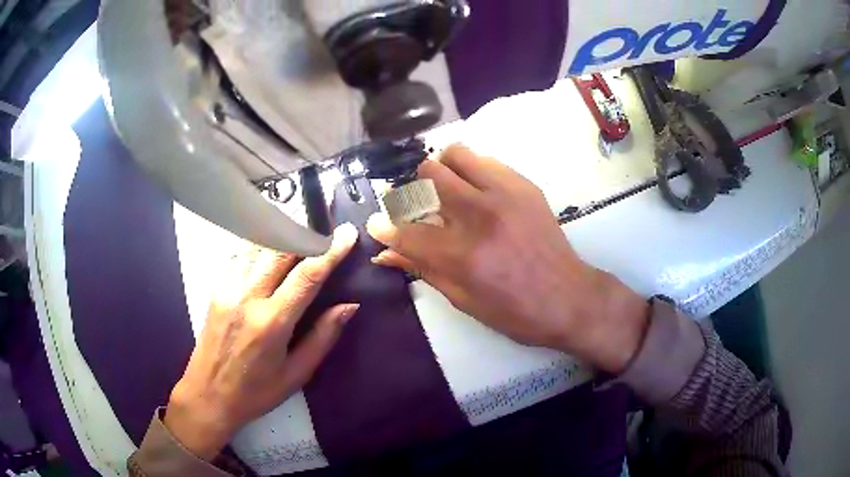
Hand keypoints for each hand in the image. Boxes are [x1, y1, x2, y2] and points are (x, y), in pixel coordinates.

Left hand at [164, 224, 358, 460]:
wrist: (207, 395)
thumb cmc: (256, 392)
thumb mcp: (296, 374)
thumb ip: (323, 337)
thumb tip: (349, 305)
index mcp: (271, 322)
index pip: (306, 275)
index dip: (330, 251)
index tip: (348, 233)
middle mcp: (247, 296)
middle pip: (280, 249)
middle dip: (306, 235)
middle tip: (326, 232)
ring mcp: (228, 288)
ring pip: (259, 246)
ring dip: (283, 237)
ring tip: (302, 236)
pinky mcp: (216, 288)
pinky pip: (241, 255)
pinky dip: (260, 247)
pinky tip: (271, 251)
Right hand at [368, 145, 648, 372]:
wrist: (569, 297)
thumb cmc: (515, 311)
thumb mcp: (463, 300)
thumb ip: (422, 268)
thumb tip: (385, 252)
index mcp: (462, 255)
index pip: (405, 229)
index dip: (384, 226)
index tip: (378, 223)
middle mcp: (480, 215)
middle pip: (427, 175)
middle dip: (413, 191)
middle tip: (420, 208)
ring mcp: (505, 194)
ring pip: (454, 154)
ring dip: (441, 170)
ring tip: (446, 192)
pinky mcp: (524, 185)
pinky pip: (484, 160)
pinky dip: (469, 171)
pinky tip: (475, 191)